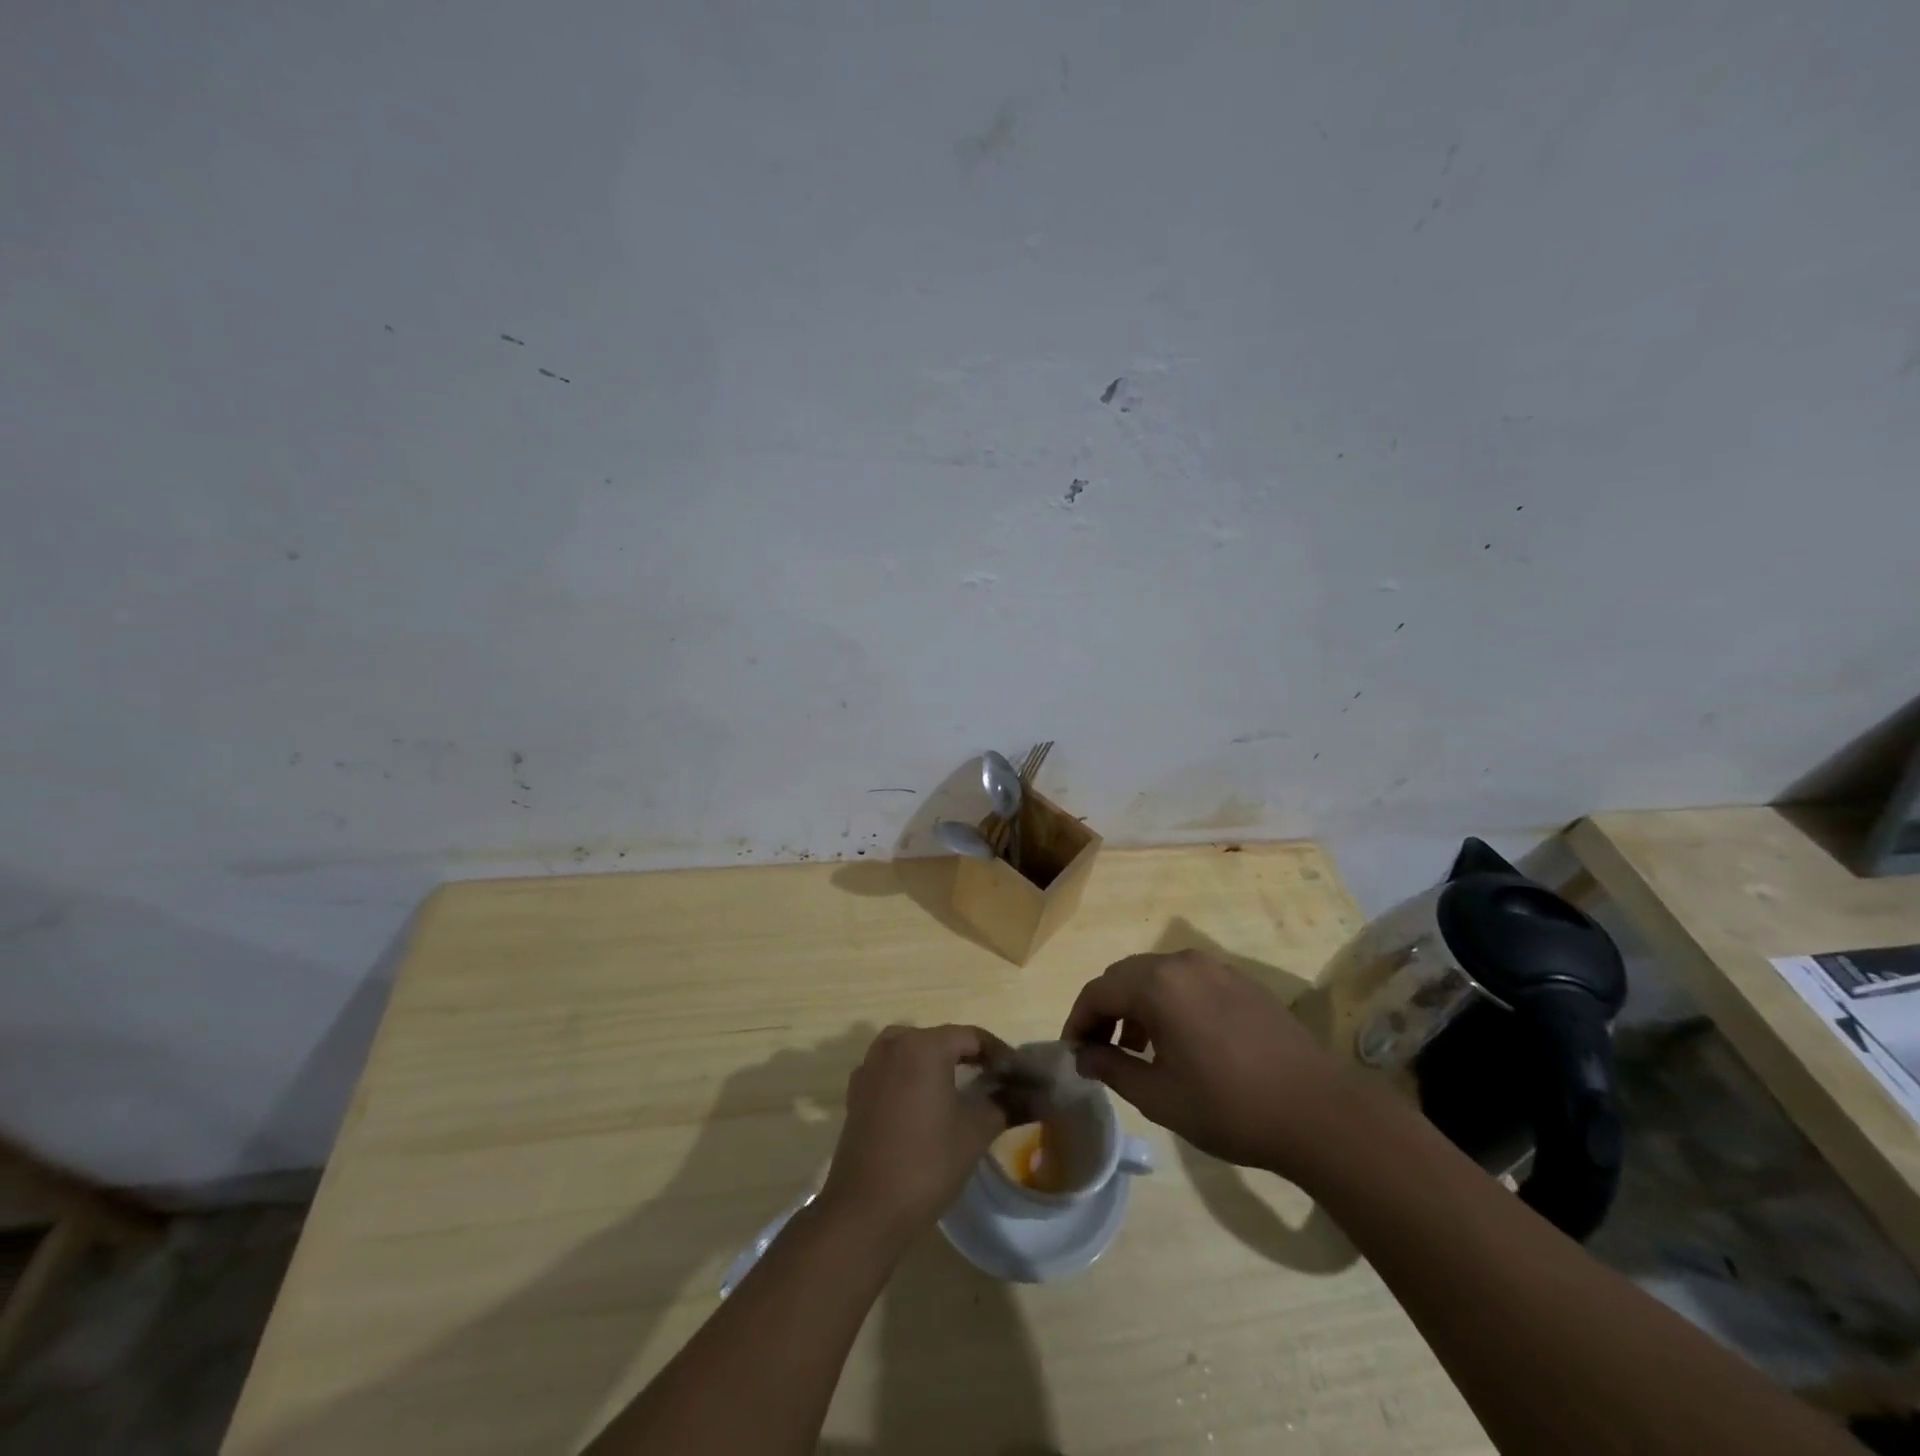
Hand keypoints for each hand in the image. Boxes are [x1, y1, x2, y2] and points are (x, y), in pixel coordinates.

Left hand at [817, 1024, 1008, 1246]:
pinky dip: (911, 1076)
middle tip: (995, 1080)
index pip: (971, 1036)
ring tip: (962, 1087)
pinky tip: (924, 1102)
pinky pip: (892, 1070)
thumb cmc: (927, 1163)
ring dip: (938, 1063)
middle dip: (970, 1056)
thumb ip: (1007, 1105)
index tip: (1018, 1074)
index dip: (999, 1053)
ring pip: (913, 1051)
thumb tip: (1039, 1097)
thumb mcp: (975, 1132)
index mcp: (924, 1045)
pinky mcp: (857, 1091)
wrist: (866, 1209)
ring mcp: (870, 1067)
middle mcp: (893, 1044)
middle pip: (941, 1040)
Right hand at [1062, 951, 1352, 1178]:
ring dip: (1137, 1005)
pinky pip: (1189, 982)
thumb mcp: (1158, 1096)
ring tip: (1138, 1049)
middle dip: (1106, 1010)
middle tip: (1100, 1050)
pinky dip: (1169, 1002)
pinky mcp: (1242, 982)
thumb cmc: (1229, 1106)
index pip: (1098, 991)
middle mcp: (1183, 963)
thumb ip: (1112, 1068)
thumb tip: (1083, 1055)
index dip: (1078, 1021)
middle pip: (1125, 976)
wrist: (1318, 1112)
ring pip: (1158, 976)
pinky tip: (1181, 1041)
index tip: (1074, 1053)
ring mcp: (1217, 968)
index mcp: (1157, 984)